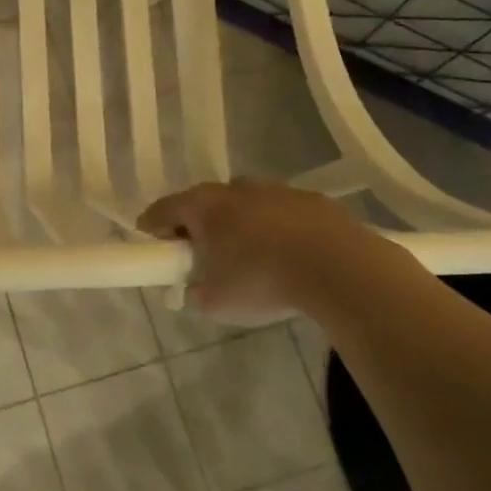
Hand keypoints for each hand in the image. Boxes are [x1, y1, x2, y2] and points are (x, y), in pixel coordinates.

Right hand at [138, 180, 400, 325]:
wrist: (339, 268)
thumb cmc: (262, 280)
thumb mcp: (215, 302)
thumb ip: (195, 293)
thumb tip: (195, 289)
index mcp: (204, 206)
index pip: (163, 209)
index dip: (152, 226)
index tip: (151, 243)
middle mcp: (236, 188)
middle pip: (205, 203)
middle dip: (199, 226)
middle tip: (202, 255)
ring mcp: (277, 190)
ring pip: (246, 205)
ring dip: (241, 226)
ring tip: (251, 258)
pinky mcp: (313, 200)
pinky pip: (283, 214)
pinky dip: (278, 230)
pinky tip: (289, 257)